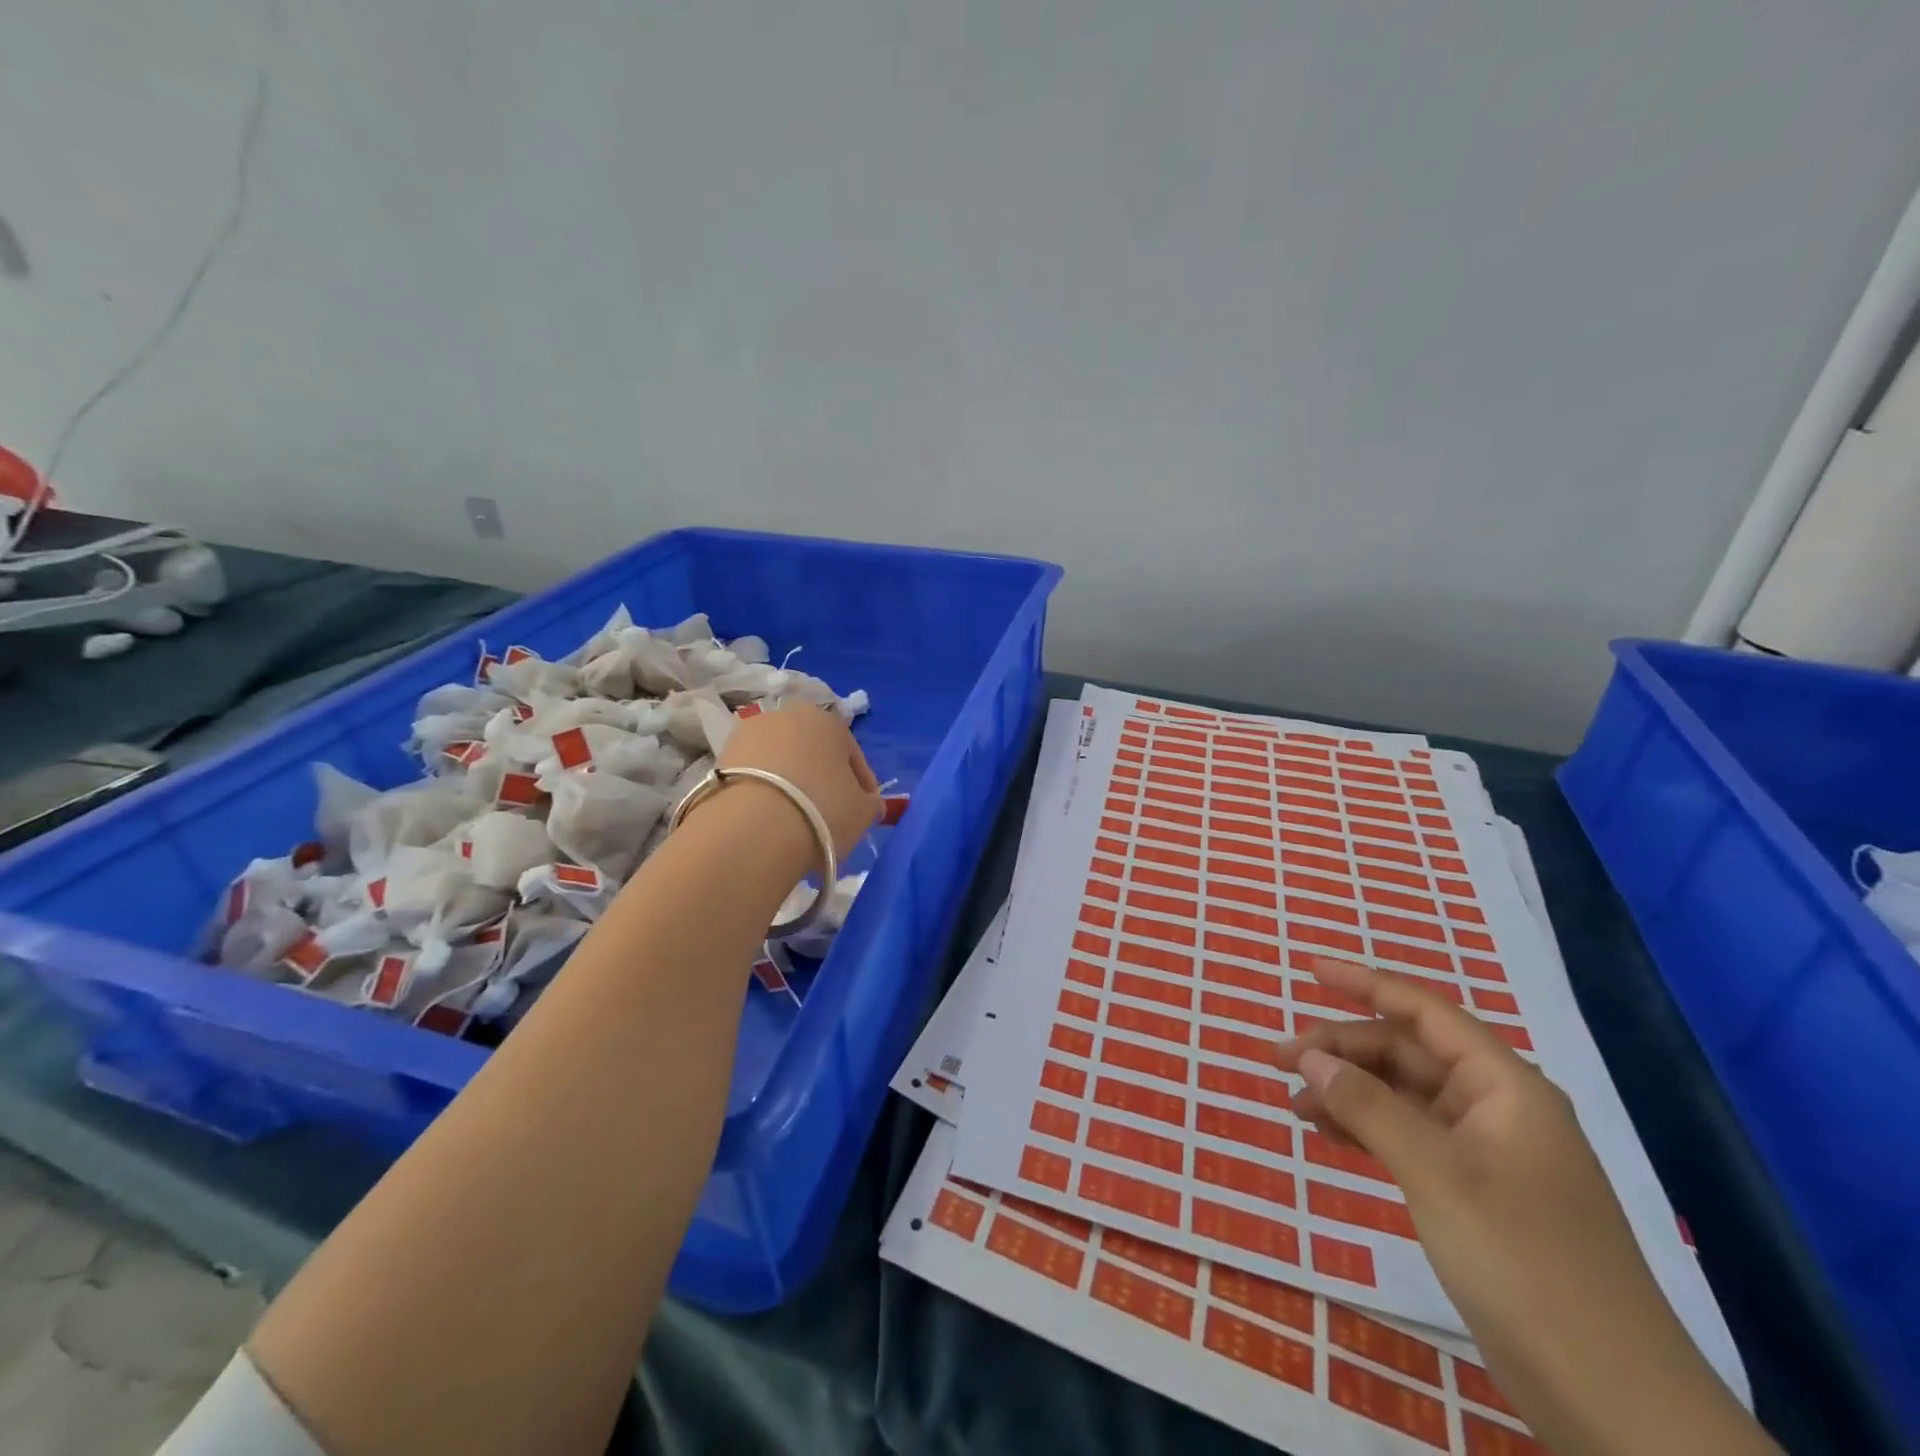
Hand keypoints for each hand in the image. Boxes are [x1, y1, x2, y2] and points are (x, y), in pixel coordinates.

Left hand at [716, 704, 881, 858]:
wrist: (752, 828)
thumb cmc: (822, 810)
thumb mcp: (863, 812)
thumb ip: (870, 802)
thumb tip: (867, 802)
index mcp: (828, 720)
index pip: (852, 754)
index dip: (861, 785)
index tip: (862, 811)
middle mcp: (787, 714)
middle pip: (813, 751)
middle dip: (821, 778)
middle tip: (827, 814)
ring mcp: (748, 732)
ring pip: (780, 761)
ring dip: (789, 783)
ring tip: (794, 819)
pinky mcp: (719, 757)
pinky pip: (753, 775)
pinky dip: (763, 792)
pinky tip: (768, 819)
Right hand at [1275, 955, 1773, 1455]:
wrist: (1614, 1402)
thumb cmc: (1527, 1263)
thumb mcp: (1437, 1173)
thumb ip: (1368, 1106)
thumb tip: (1309, 1055)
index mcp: (1504, 1087)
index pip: (1425, 1012)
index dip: (1365, 983)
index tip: (1310, 970)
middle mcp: (1494, 1109)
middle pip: (1405, 1054)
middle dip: (1341, 1048)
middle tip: (1278, 1058)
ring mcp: (1484, 1154)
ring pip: (1401, 1097)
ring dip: (1346, 1089)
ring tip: (1292, 1099)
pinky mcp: (1472, 1195)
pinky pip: (1406, 1138)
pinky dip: (1364, 1128)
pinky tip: (1325, 1132)